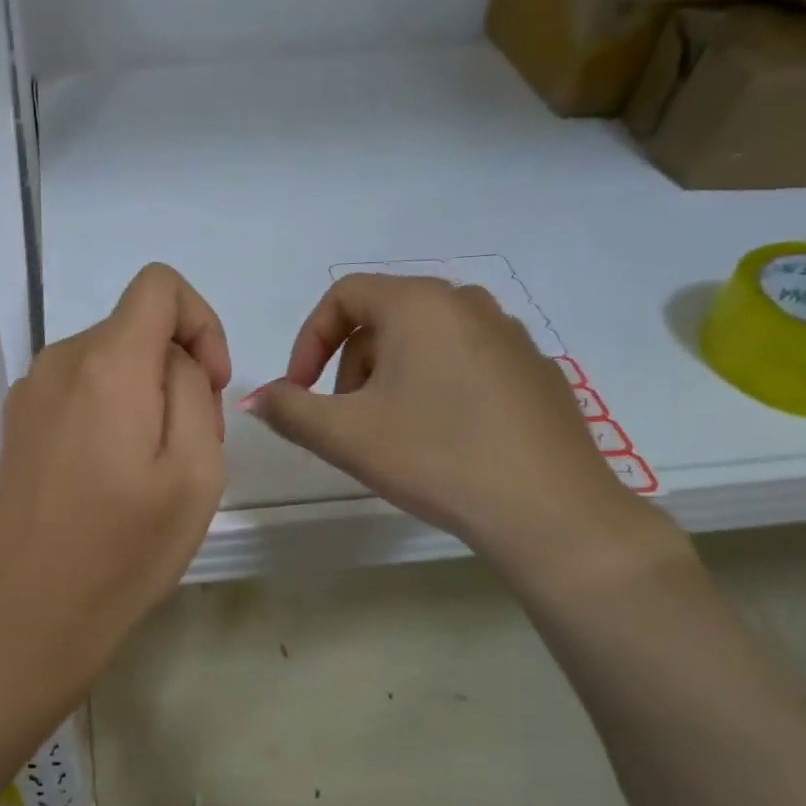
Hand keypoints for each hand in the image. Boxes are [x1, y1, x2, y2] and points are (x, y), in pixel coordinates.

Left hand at [0, 264, 230, 709]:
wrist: (34, 613)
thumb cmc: (126, 551)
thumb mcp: (197, 472)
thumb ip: (194, 391)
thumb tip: (174, 361)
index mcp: (106, 365)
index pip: (158, 285)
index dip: (201, 321)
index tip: (212, 383)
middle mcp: (58, 362)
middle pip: (135, 328)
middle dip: (176, 369)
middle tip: (189, 446)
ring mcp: (29, 392)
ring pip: (108, 360)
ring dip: (143, 394)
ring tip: (149, 468)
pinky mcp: (16, 423)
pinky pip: (78, 389)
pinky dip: (108, 409)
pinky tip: (109, 474)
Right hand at [247, 274, 664, 572]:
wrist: (548, 510)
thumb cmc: (434, 456)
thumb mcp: (343, 435)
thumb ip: (287, 410)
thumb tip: (257, 398)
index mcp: (420, 303)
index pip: (343, 296)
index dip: (308, 341)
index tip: (301, 391)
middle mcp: (468, 304)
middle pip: (383, 319)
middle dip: (349, 366)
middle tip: (346, 421)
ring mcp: (510, 336)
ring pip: (424, 343)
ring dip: (389, 380)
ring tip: (392, 435)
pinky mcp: (535, 371)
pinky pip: (464, 364)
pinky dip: (435, 389)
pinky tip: (443, 442)